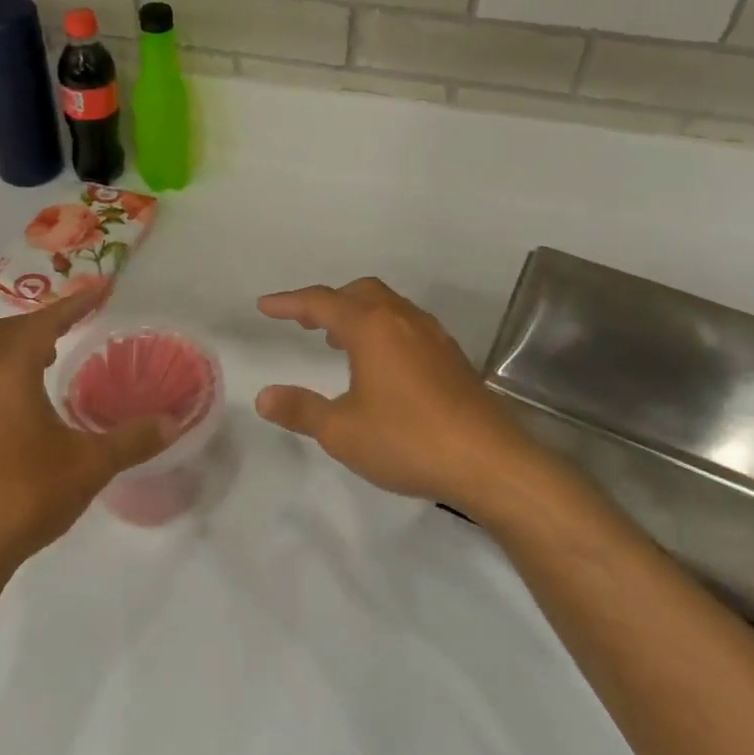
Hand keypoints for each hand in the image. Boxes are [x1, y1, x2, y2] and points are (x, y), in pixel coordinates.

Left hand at [0, 287, 174, 582]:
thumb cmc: (26, 494)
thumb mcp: (89, 465)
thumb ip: (132, 439)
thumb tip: (173, 423)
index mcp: (7, 375)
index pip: (42, 323)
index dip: (74, 303)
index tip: (100, 288)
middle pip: (4, 329)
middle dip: (39, 320)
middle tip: (74, 324)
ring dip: (19, 344)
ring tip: (53, 355)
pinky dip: (6, 370)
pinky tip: (30, 402)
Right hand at [255, 278, 535, 510]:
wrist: (489, 461)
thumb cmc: (408, 440)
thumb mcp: (343, 431)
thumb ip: (301, 409)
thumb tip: (264, 396)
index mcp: (372, 328)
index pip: (321, 302)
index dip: (289, 303)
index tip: (265, 306)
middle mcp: (402, 320)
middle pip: (359, 293)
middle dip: (328, 302)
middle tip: (305, 323)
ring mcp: (433, 336)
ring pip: (388, 306)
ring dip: (358, 314)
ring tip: (339, 342)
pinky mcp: (452, 357)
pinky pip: (407, 325)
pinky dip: (383, 330)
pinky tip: (381, 365)